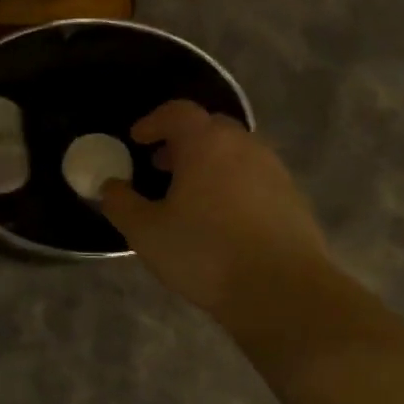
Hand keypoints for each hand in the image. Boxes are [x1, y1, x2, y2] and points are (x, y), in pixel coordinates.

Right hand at [101, 100, 330, 323]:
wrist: (282, 290)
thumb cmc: (205, 253)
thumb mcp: (146, 233)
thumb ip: (121, 204)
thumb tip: (111, 186)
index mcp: (206, 144)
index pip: (178, 112)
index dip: (153, 121)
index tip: (137, 140)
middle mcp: (244, 146)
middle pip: (210, 128)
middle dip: (181, 142)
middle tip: (160, 166)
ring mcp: (274, 170)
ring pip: (235, 153)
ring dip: (208, 164)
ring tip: (188, 196)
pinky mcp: (292, 197)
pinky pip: (254, 177)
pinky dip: (231, 184)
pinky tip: (220, 219)